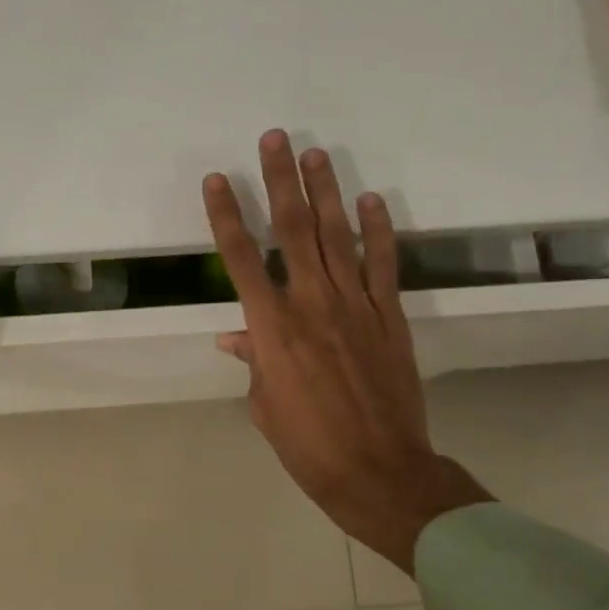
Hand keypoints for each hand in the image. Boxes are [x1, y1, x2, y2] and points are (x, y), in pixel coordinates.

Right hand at [204, 130, 491, 574]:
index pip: (240, 259)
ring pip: (337, 237)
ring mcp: (356, 306)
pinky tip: (371, 202)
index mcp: (271, 328)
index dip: (226, 216)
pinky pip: (383, 265)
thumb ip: (253, 361)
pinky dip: (378, 231)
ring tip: (315, 154)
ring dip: (325, 192)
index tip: (218, 180)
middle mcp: (311, 304)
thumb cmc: (306, 444)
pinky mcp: (390, 317)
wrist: (377, 469)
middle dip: (280, 182)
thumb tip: (236, 336)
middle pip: (292, 231)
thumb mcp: (264, 404)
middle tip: (274, 140)